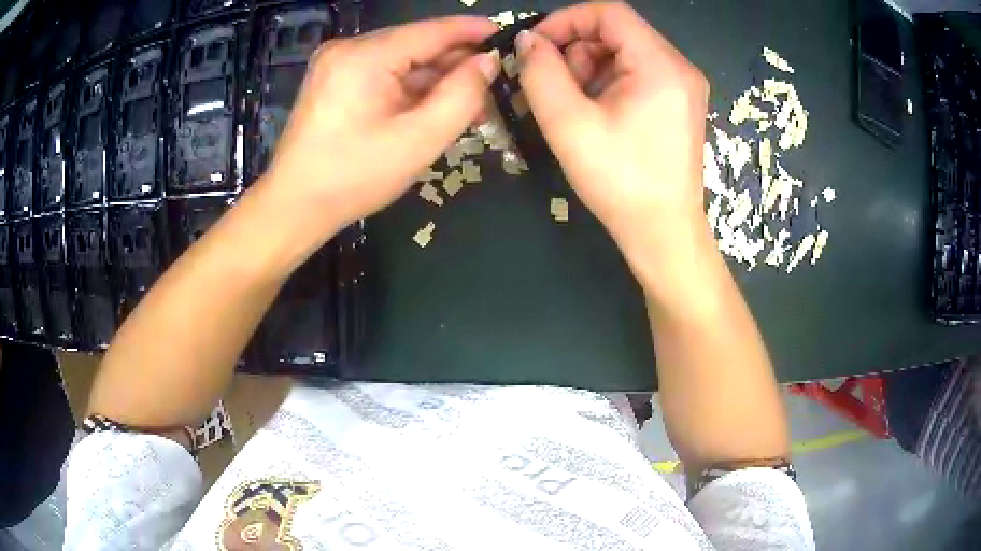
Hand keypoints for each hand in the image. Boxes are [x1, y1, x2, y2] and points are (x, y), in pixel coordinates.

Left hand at [258, 16, 500, 245]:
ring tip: (468, 106)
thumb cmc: (354, 177)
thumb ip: (462, 96)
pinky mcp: (333, 79)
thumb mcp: (419, 140)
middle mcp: (348, 48)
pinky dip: (410, 88)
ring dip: (435, 79)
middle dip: (456, 64)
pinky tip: (432, 107)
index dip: (473, 31)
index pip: (432, 30)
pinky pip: (383, 73)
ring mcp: (337, 63)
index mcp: (365, 56)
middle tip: (492, 88)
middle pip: (417, 44)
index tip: (507, 36)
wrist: (294, 205)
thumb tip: (488, 62)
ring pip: (402, 60)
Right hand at [517, 3, 710, 273]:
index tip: (536, 47)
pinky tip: (594, 114)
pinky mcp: (679, 104)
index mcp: (661, 65)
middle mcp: (679, 67)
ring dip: (588, 69)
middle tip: (553, 87)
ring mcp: (683, 86)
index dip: (566, 20)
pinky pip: (636, 74)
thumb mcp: (569, 124)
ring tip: (572, 107)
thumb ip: (540, 73)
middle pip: (617, 32)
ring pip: (623, 53)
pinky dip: (607, 84)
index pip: (609, 12)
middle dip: (576, 51)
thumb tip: (529, 40)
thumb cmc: (620, 182)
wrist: (663, 234)